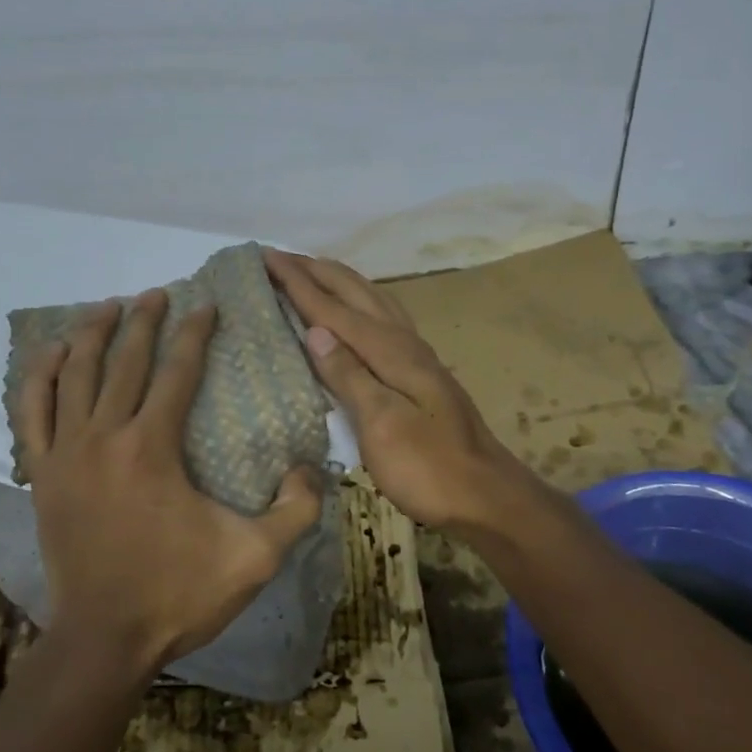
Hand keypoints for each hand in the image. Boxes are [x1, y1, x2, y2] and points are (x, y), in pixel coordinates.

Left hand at [10, 290, 324, 676]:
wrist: (104, 641)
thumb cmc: (179, 595)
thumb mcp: (256, 558)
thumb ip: (296, 509)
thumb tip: (308, 467)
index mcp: (153, 447)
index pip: (177, 372)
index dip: (194, 334)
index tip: (206, 305)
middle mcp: (105, 436)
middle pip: (124, 361)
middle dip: (144, 321)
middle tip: (158, 294)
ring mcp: (66, 453)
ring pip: (75, 375)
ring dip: (93, 334)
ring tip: (108, 307)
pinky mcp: (43, 474)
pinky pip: (32, 411)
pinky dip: (40, 376)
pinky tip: (52, 353)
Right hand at [263, 250, 528, 530]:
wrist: (485, 495)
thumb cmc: (428, 468)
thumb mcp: (382, 426)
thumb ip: (349, 376)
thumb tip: (314, 329)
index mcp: (389, 351)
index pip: (332, 308)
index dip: (297, 282)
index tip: (265, 256)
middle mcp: (403, 341)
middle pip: (354, 292)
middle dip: (315, 270)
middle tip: (279, 256)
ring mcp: (416, 354)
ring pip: (372, 299)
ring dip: (338, 280)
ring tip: (312, 270)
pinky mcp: (420, 370)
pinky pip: (382, 317)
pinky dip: (359, 301)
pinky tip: (356, 310)